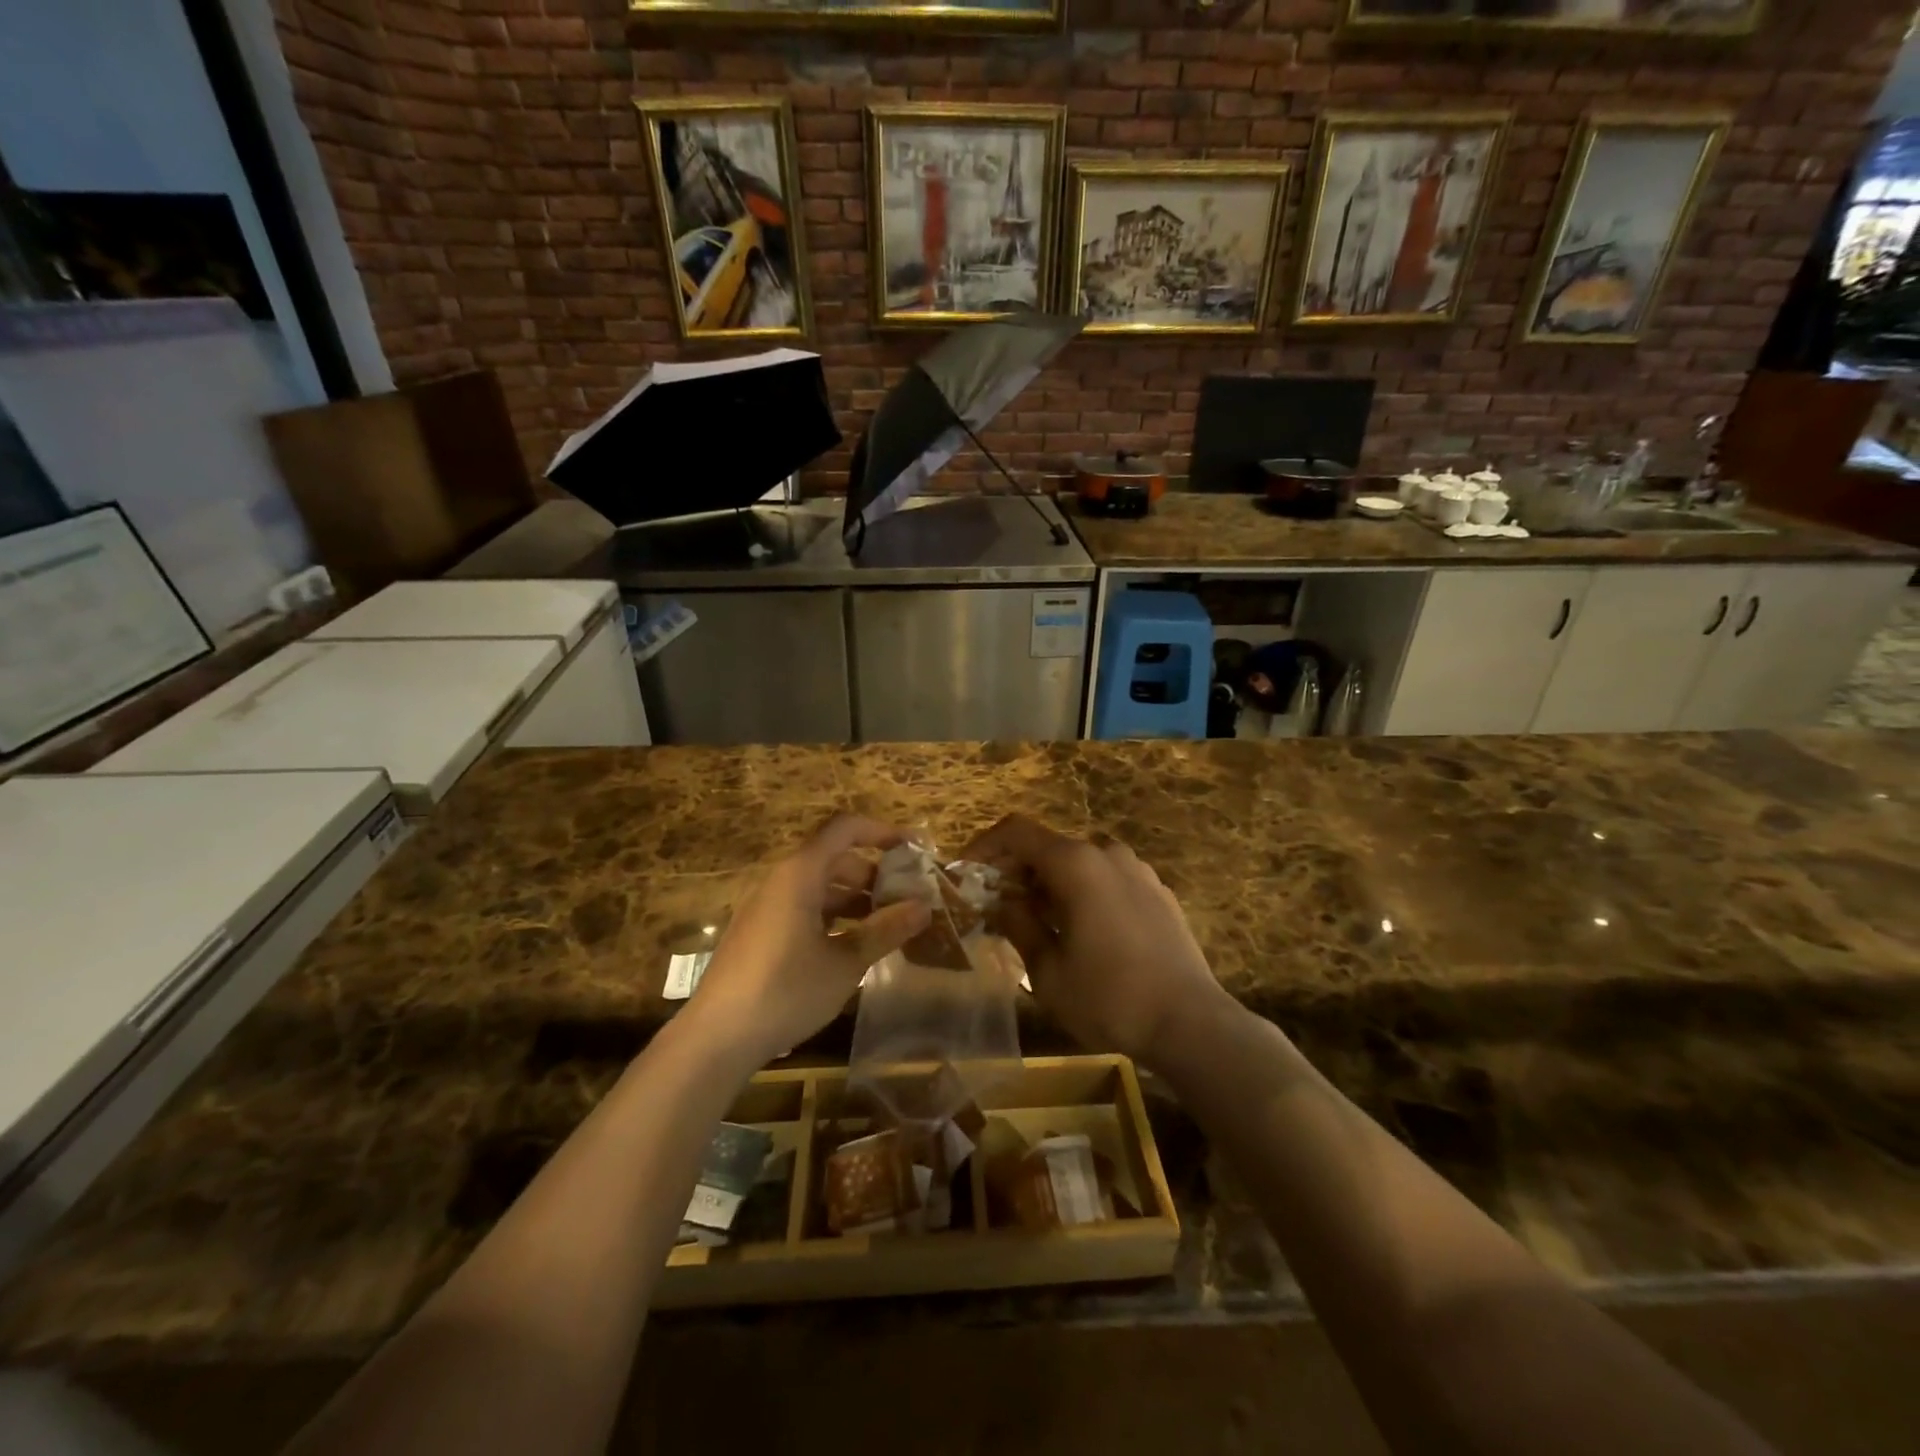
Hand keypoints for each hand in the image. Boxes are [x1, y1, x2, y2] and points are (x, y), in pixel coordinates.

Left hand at [685, 815, 931, 1066]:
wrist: (716, 1038)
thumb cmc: (786, 990)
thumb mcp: (845, 962)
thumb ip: (885, 930)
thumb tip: (924, 906)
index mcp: (800, 873)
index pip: (845, 828)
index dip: (881, 831)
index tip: (913, 849)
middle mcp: (780, 880)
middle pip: (833, 858)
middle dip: (873, 873)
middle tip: (905, 898)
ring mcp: (766, 906)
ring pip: (818, 886)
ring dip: (854, 898)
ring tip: (886, 925)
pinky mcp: (759, 932)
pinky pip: (802, 907)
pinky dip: (832, 916)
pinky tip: (851, 946)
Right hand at [962, 815, 1234, 1067]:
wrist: (1191, 1023)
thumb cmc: (1109, 998)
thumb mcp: (1047, 970)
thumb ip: (1019, 925)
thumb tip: (1002, 901)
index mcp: (1076, 864)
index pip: (1017, 832)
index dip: (985, 846)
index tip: (967, 875)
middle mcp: (1108, 854)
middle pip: (1049, 846)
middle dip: (1017, 871)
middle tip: (997, 907)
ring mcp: (1139, 871)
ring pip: (1080, 863)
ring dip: (1051, 883)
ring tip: (1038, 922)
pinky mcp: (1159, 892)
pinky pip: (1108, 879)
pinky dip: (1084, 892)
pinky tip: (1082, 931)